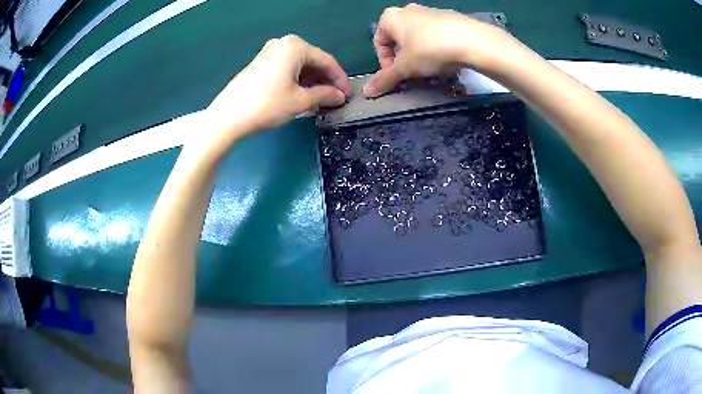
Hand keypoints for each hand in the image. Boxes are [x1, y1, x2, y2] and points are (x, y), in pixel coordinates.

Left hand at [200, 35, 350, 156]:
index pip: (327, 61)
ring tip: (321, 100)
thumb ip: (325, 95)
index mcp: (295, 46)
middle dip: (325, 80)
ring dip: (312, 82)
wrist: (228, 116)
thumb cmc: (267, 105)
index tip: (348, 95)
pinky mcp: (260, 63)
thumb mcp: (300, 101)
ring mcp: (269, 52)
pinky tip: (302, 95)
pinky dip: (297, 81)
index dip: (340, 79)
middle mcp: (283, 44)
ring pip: (299, 66)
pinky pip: (286, 69)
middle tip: (335, 98)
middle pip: (313, 61)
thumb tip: (340, 96)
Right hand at [364, 4, 513, 97]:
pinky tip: (447, 60)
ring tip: (431, 70)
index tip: (396, 76)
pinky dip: (436, 49)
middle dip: (403, 60)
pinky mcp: (450, 18)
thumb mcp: (405, 67)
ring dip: (420, 56)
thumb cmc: (430, 49)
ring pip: (418, 38)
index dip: (385, 62)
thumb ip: (385, 79)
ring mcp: (430, 11)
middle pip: (399, 40)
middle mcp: (408, 10)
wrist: (472, 40)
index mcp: (391, 17)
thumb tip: (367, 93)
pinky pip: (436, 36)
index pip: (379, 42)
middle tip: (413, 75)